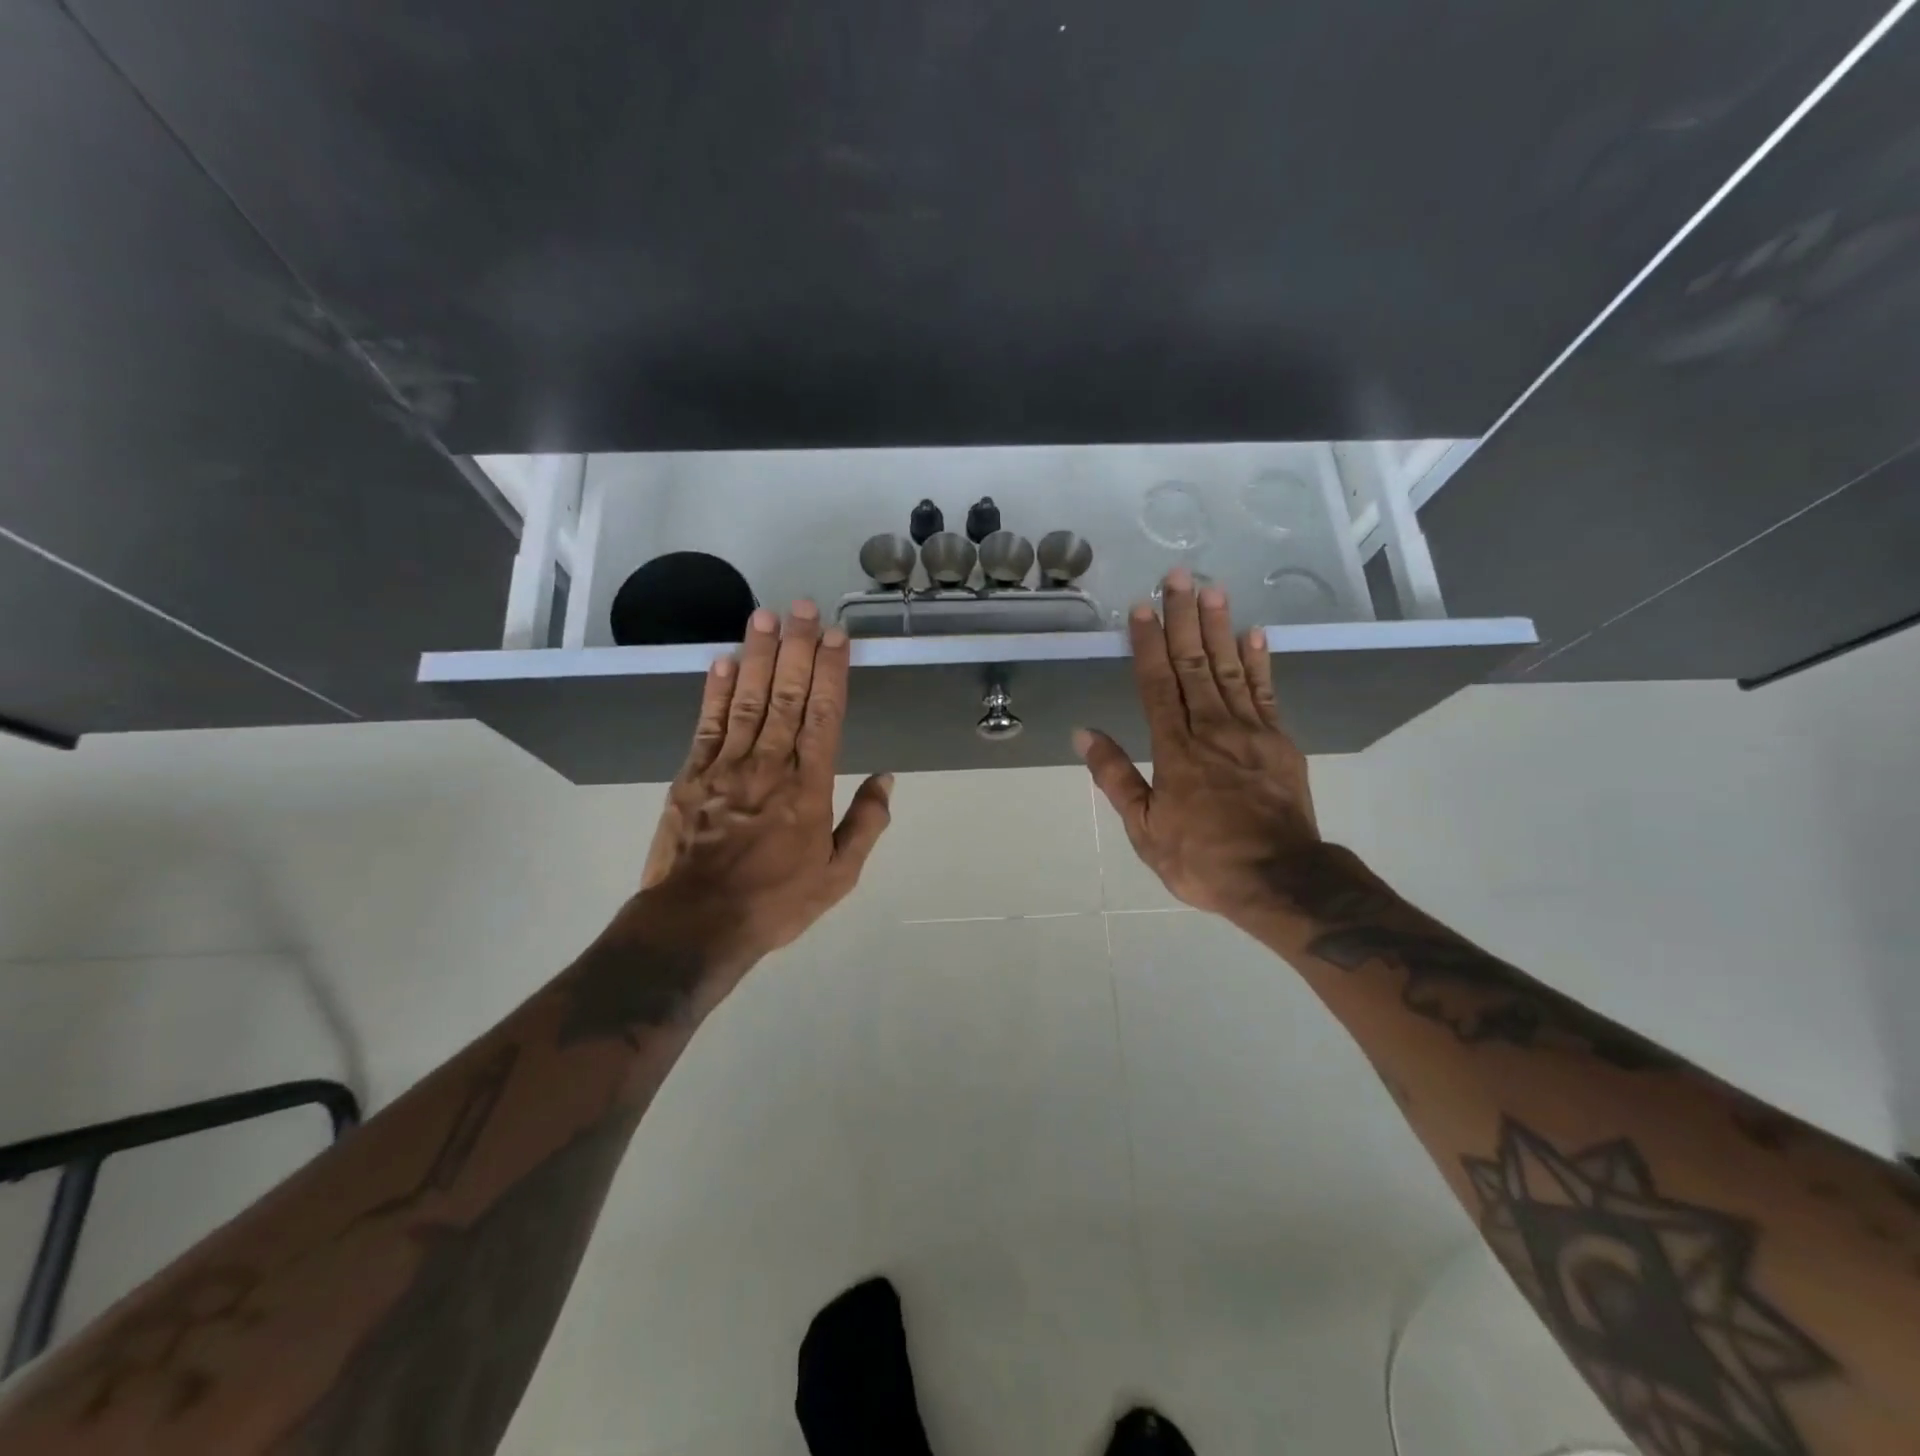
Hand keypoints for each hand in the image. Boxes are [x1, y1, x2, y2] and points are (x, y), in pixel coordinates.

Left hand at [631, 601, 892, 967]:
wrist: (698, 923)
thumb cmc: (776, 901)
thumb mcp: (838, 876)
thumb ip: (865, 824)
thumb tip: (887, 779)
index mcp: (809, 788)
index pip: (824, 716)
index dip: (830, 672)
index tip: (835, 637)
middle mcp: (769, 766)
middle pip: (785, 696)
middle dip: (795, 649)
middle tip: (802, 607)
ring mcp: (726, 767)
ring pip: (746, 700)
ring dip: (756, 655)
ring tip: (764, 616)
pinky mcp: (691, 776)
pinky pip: (707, 725)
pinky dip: (715, 692)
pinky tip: (722, 662)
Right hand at [1074, 570, 1319, 922]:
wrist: (1279, 879)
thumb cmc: (1202, 859)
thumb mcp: (1144, 829)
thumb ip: (1115, 778)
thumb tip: (1086, 734)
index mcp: (1175, 750)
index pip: (1157, 685)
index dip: (1147, 645)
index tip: (1140, 609)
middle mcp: (1211, 729)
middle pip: (1194, 664)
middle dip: (1183, 619)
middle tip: (1178, 577)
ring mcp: (1250, 732)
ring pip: (1229, 669)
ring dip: (1219, 627)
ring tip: (1212, 589)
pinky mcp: (1279, 742)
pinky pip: (1266, 693)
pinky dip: (1259, 662)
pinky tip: (1255, 634)